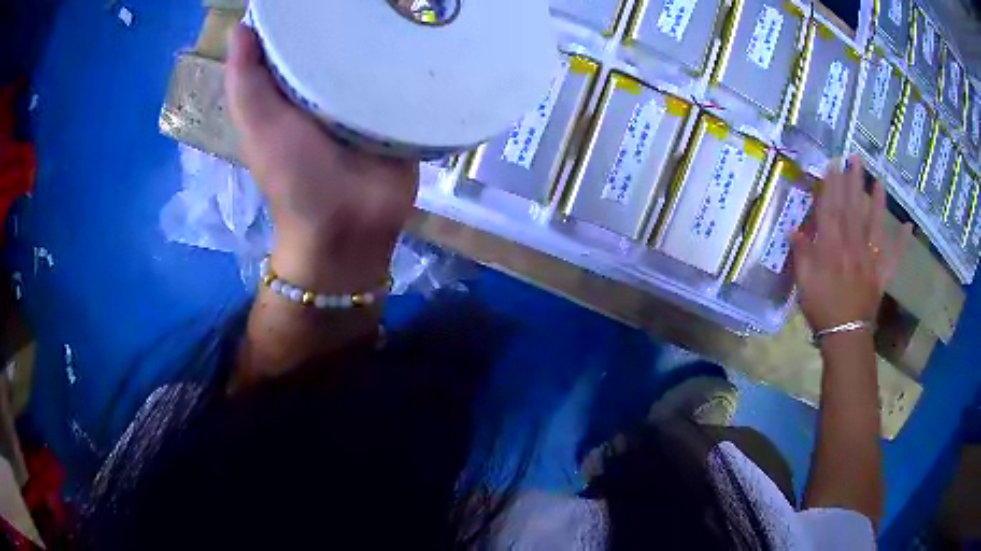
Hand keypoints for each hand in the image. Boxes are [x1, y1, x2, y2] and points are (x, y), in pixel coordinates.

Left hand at [225, 24, 418, 293]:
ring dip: (389, 27)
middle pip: (341, 37)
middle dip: (352, 12)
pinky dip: (416, 54)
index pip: (298, 35)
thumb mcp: (258, 126)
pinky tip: (429, 25)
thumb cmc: (296, 177)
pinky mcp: (400, 106)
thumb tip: (240, 25)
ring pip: (377, 50)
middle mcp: (329, 83)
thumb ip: (245, 81)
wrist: (349, 225)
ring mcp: (368, 94)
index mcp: (292, 85)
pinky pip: (407, 73)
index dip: (305, 9)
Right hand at [791, 155, 911, 332]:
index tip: (833, 164)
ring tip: (880, 179)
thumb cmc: (822, 309)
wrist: (845, 337)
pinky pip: (893, 255)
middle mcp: (853, 246)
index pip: (831, 209)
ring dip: (878, 201)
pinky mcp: (881, 273)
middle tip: (856, 158)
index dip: (832, 185)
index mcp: (832, 248)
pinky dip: (901, 241)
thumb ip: (801, 255)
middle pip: (853, 209)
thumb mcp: (804, 283)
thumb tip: (793, 229)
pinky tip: (908, 226)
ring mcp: (870, 259)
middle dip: (854, 182)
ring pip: (874, 225)